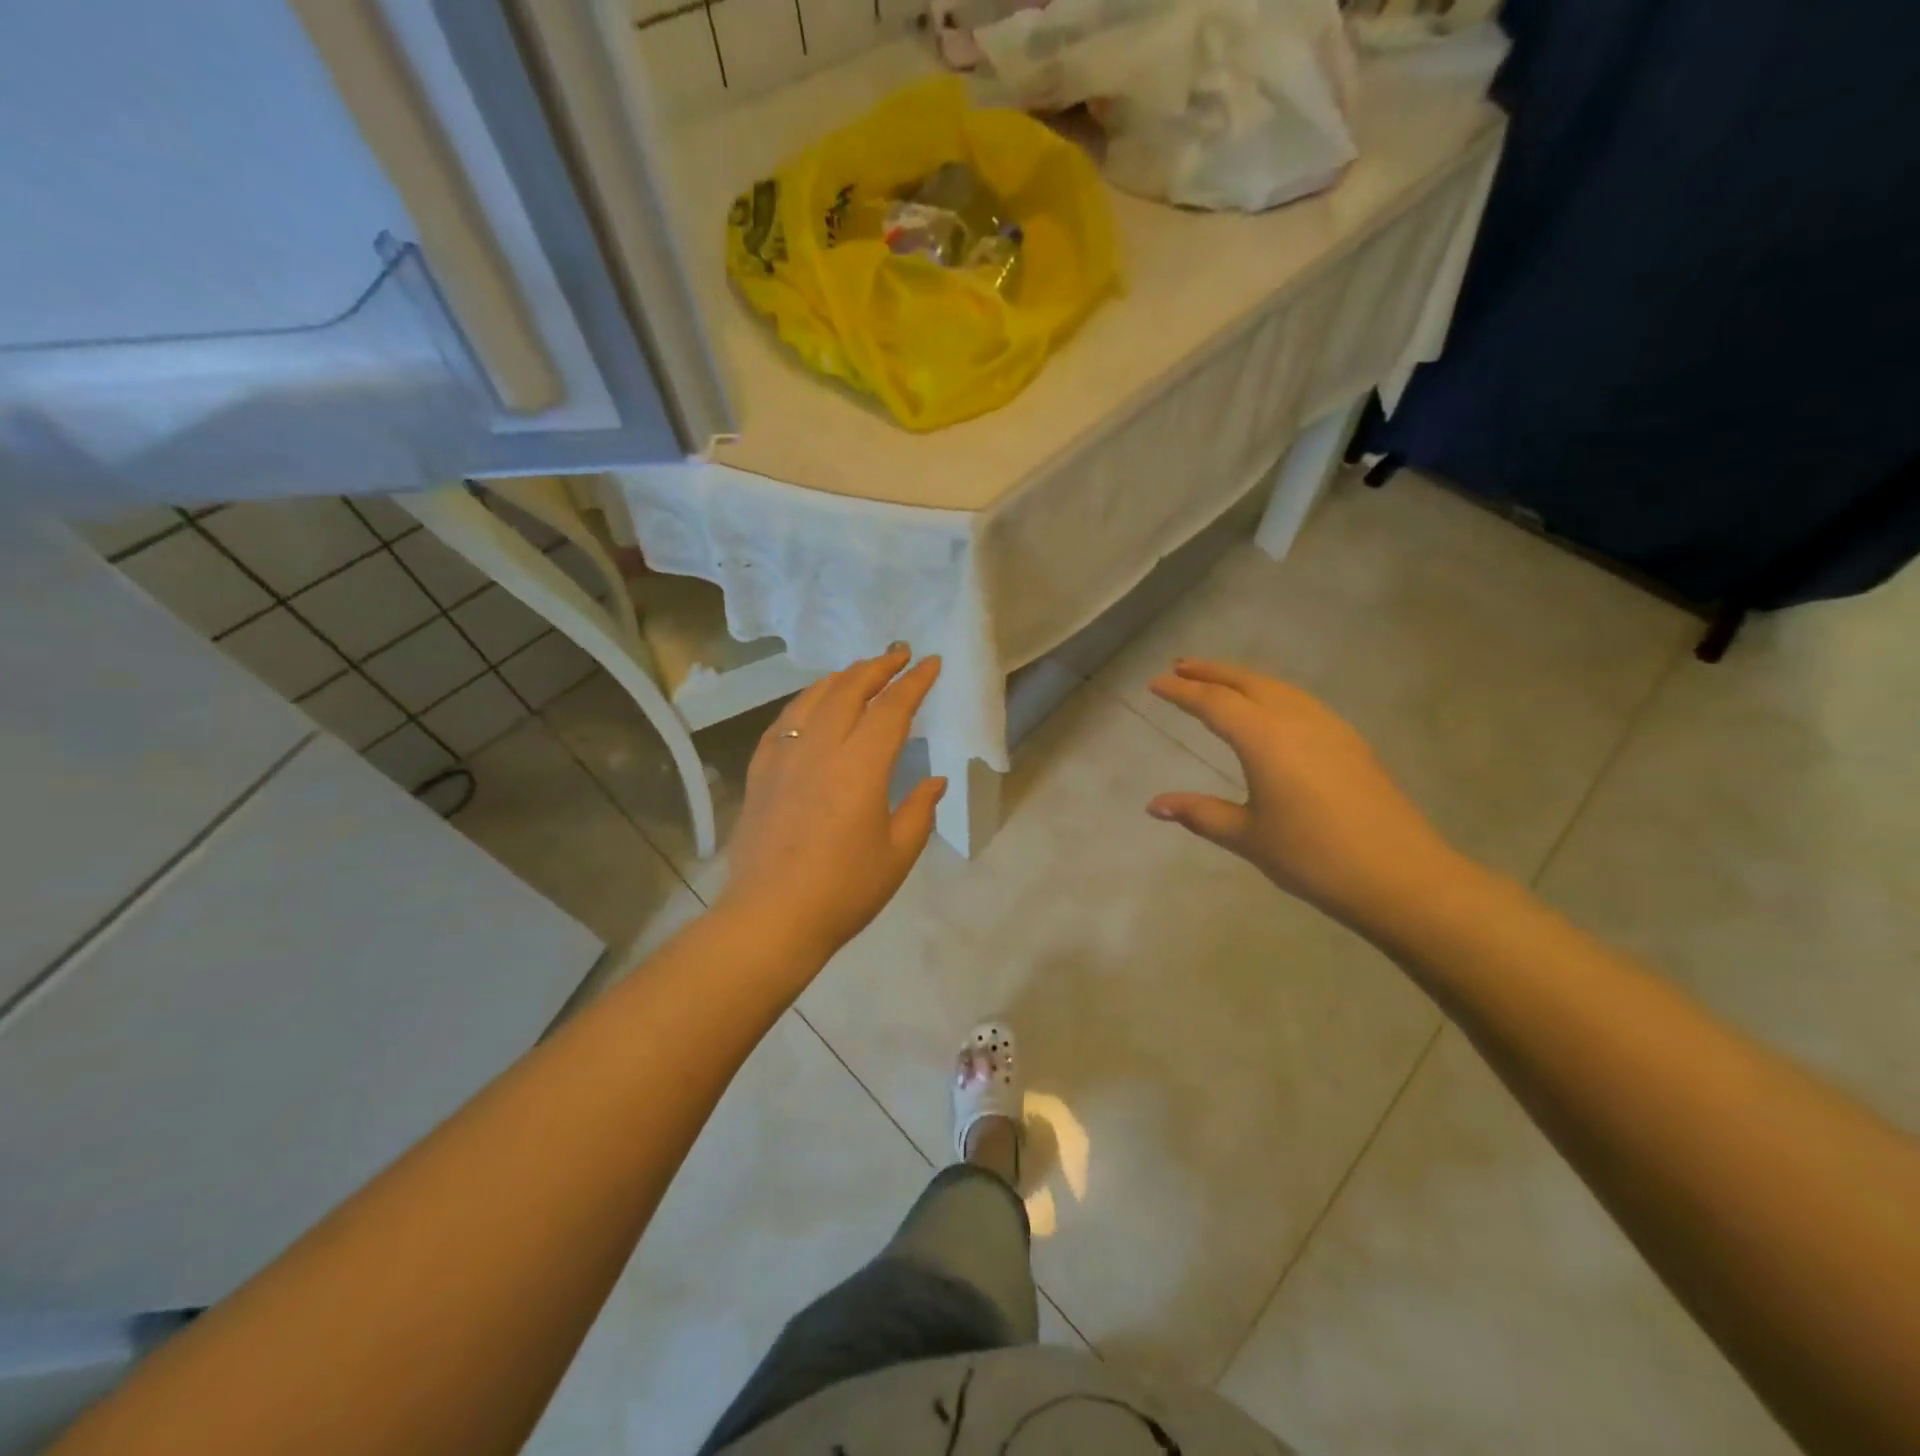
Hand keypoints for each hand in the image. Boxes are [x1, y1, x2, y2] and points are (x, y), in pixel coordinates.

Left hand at [716, 645, 945, 964]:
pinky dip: (804, 702)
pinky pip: (784, 722)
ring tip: (859, 671)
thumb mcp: (897, 854)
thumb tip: (934, 781)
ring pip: (812, 698)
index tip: (931, 663)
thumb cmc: (844, 890)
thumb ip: (918, 810)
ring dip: (840, 678)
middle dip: (877, 666)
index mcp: (860, 766)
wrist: (771, 917)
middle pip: (849, 690)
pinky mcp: (761, 773)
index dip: (914, 683)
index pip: (891, 709)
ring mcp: (784, 757)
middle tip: (899, 654)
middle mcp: (820, 749)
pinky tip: (811, 705)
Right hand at [1145, 659, 1455, 923]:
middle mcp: (1297, 719)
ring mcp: (1329, 728)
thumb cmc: (1313, 857)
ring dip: (1244, 679)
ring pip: (1279, 688)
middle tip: (1180, 667)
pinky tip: (1270, 711)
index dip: (1181, 692)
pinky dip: (1273, 694)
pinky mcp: (1350, 742)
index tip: (1154, 684)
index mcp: (1265, 738)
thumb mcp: (1247, 837)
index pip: (1214, 703)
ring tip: (1219, 682)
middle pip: (1248, 682)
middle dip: (1212, 672)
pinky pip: (1301, 702)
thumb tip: (1154, 805)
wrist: (1401, 876)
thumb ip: (1200, 813)